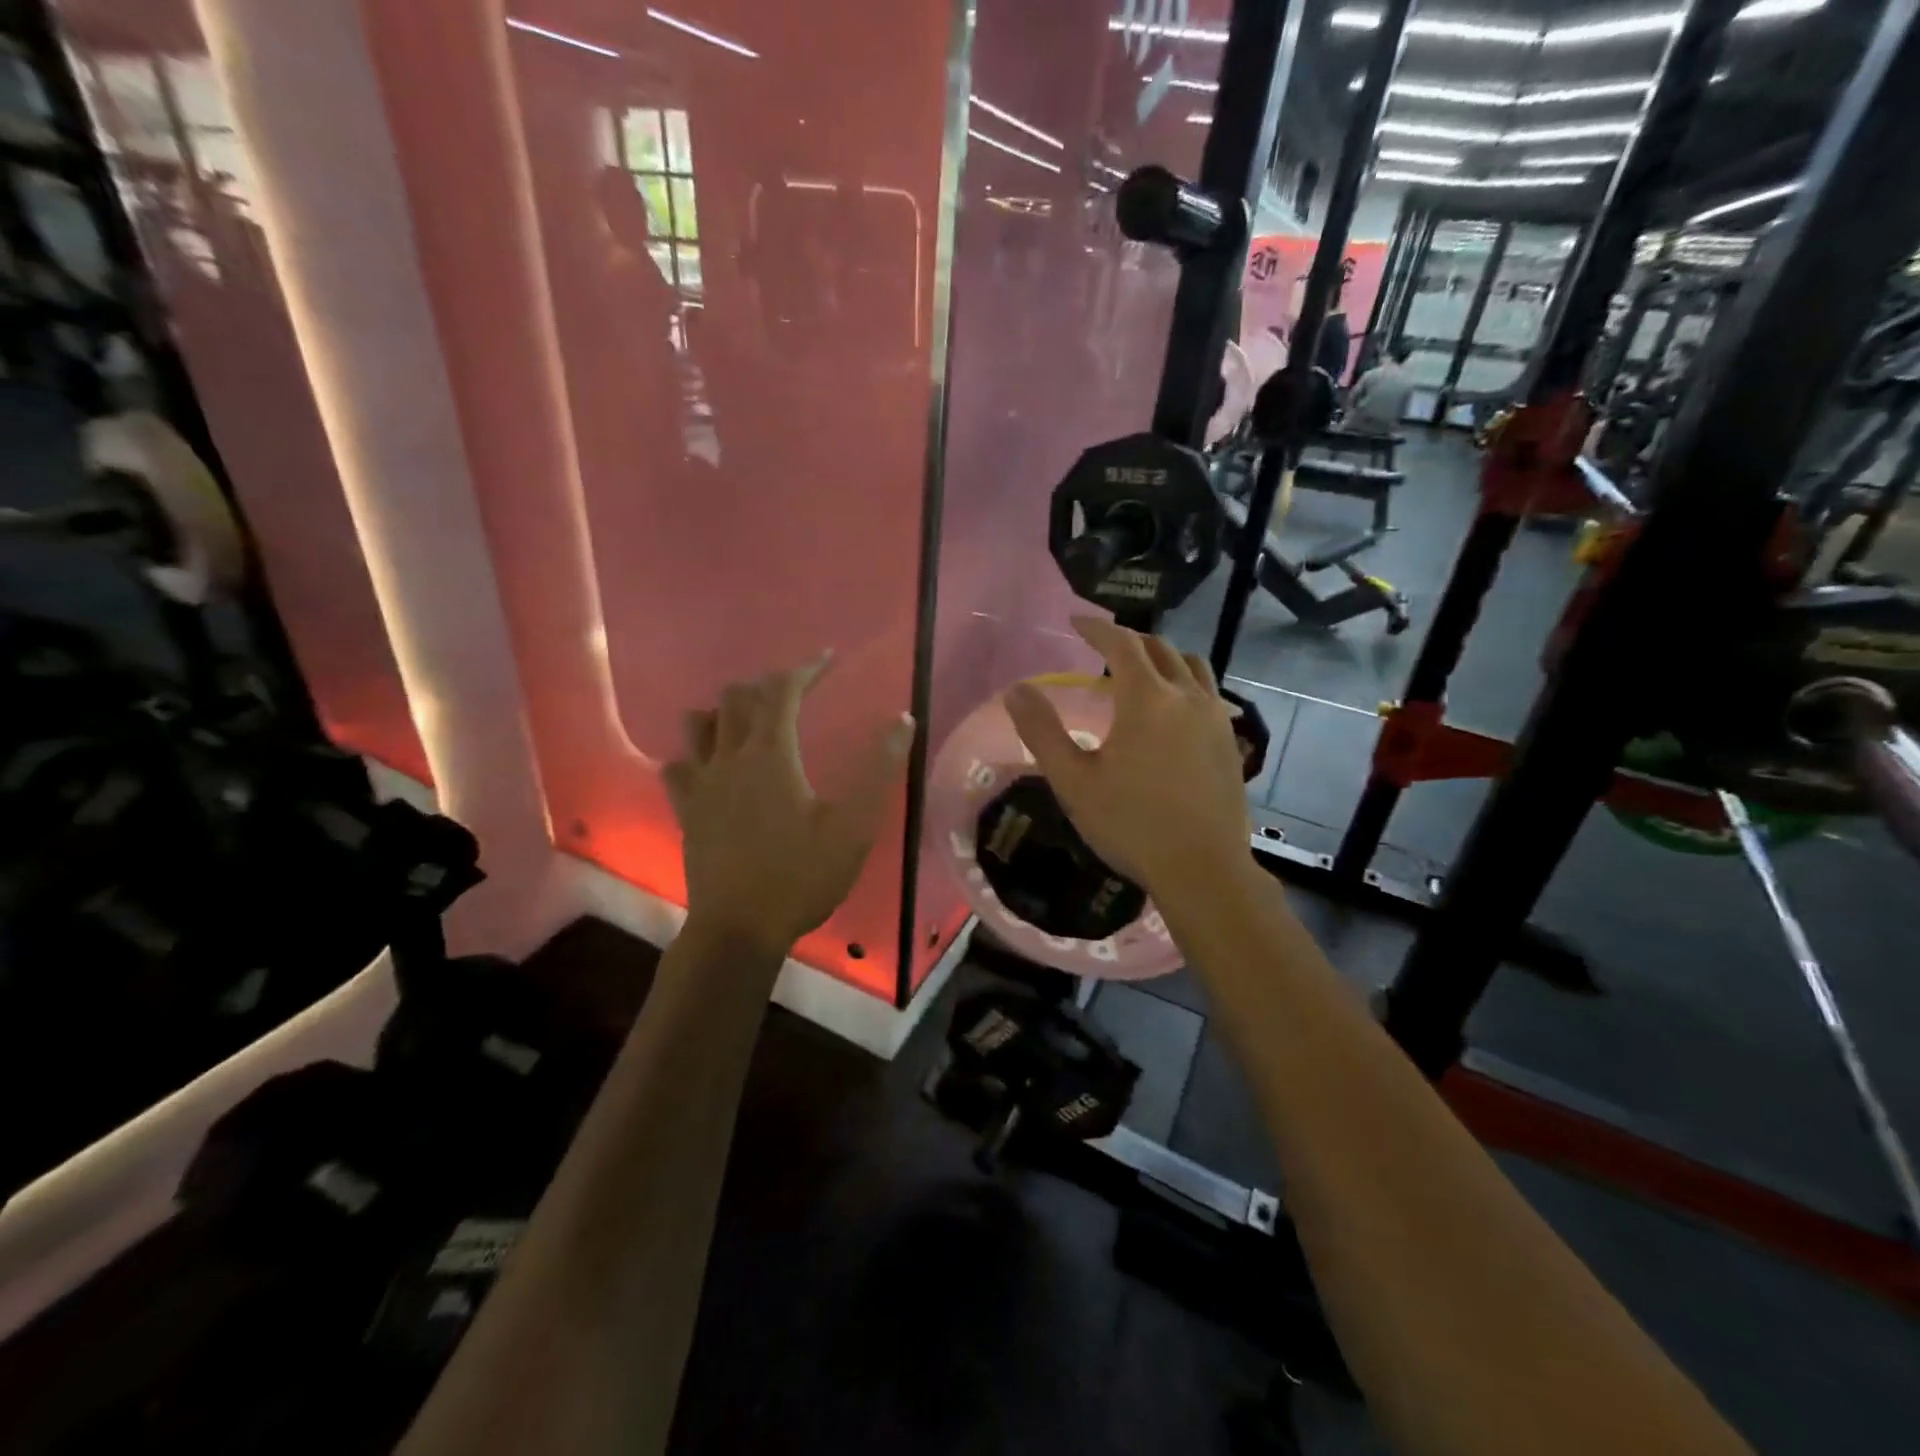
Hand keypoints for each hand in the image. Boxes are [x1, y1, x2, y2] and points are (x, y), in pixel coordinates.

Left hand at [664, 654, 914, 957]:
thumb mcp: (854, 826)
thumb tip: (903, 720)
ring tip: (750, 721)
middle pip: (736, 699)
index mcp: (770, 754)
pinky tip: (711, 767)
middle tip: (796, 693)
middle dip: (767, 686)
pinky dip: (695, 754)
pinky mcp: (686, 811)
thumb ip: (880, 769)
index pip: (781, 691)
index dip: (805, 668)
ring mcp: (701, 785)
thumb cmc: (802, 876)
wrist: (740, 929)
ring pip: (698, 725)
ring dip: (724, 712)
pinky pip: (679, 767)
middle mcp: (729, 758)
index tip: (828, 659)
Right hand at [1004, 617, 1250, 900]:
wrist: (1203, 869)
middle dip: (1129, 639)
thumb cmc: (1131, 824)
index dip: (1096, 628)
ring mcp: (1216, 719)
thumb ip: (1041, 731)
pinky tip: (1173, 713)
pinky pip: (1208, 695)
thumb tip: (1016, 690)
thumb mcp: (1073, 780)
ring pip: (1192, 667)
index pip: (1121, 643)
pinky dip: (1185, 684)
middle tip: (1103, 645)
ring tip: (1142, 671)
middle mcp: (1187, 696)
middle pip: (1160, 648)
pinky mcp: (1230, 743)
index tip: (1075, 621)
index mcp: (1147, 698)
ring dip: (1164, 658)